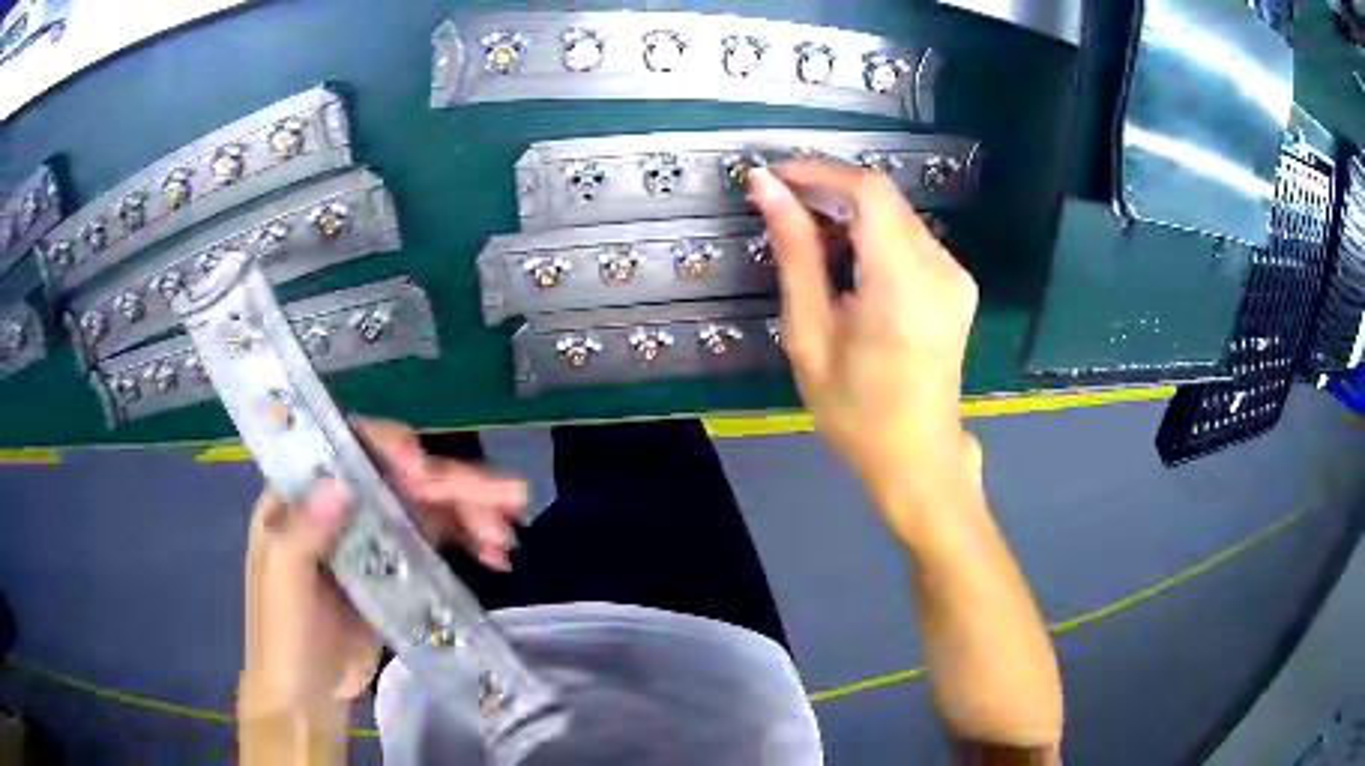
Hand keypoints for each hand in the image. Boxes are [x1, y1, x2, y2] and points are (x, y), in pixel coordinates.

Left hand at [238, 417, 527, 715]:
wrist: (307, 696)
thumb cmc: (282, 637)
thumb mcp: (283, 587)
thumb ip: (303, 534)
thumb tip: (338, 483)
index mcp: (300, 496)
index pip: (345, 448)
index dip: (386, 446)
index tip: (420, 469)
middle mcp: (338, 504)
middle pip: (398, 476)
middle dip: (453, 482)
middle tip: (510, 495)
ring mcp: (369, 535)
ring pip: (425, 505)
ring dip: (470, 511)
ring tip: (509, 535)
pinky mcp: (394, 566)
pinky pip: (434, 539)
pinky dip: (466, 540)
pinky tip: (495, 554)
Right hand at [748, 162, 980, 520]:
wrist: (916, 457)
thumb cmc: (855, 411)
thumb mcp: (810, 335)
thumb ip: (795, 254)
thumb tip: (767, 188)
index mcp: (904, 285)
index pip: (868, 192)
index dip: (819, 173)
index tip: (776, 177)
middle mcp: (942, 270)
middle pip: (884, 199)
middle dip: (830, 192)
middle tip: (782, 209)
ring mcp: (957, 276)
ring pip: (897, 215)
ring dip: (851, 215)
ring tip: (809, 243)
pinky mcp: (959, 284)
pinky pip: (912, 238)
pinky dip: (875, 236)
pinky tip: (848, 265)